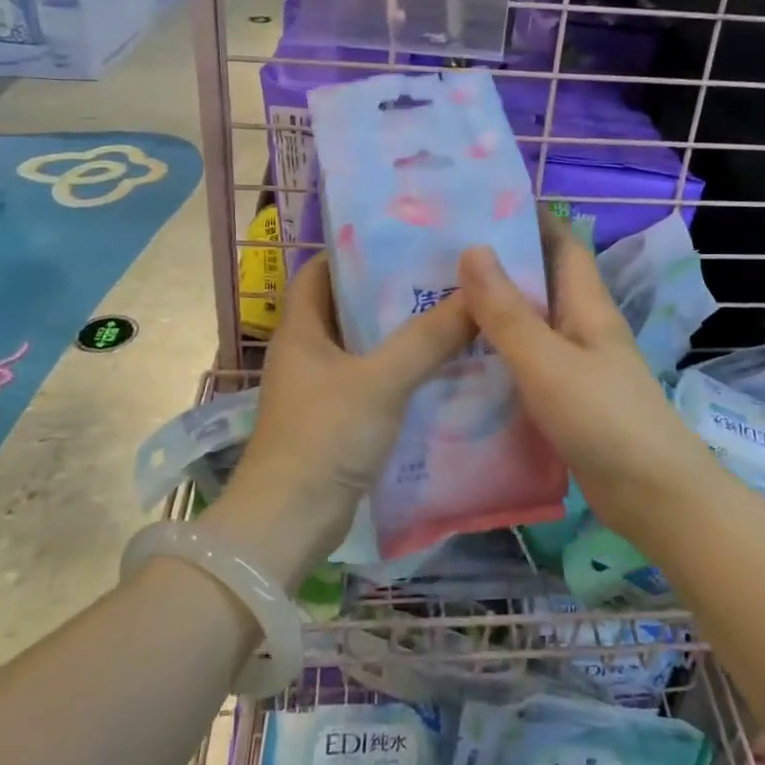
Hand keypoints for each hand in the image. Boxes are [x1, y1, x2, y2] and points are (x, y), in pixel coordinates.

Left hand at [208, 252, 473, 584]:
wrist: (288, 525)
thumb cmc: (324, 437)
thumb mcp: (381, 381)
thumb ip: (428, 339)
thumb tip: (475, 295)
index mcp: (301, 330)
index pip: (320, 271)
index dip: (354, 251)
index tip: (403, 240)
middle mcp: (307, 353)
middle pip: (349, 307)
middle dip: (392, 293)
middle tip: (444, 277)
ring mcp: (321, 390)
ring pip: (366, 348)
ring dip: (403, 336)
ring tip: (453, 317)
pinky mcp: (338, 422)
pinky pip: (375, 384)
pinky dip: (403, 374)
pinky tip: (444, 371)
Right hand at [457, 213, 713, 541]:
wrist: (653, 497)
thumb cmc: (605, 419)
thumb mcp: (548, 362)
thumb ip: (508, 313)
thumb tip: (473, 248)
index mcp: (586, 304)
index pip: (560, 243)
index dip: (528, 217)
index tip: (478, 203)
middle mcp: (581, 326)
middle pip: (539, 281)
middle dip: (497, 263)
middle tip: (436, 254)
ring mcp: (574, 364)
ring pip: (528, 323)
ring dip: (491, 311)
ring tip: (434, 300)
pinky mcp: (563, 398)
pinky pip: (524, 363)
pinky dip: (495, 355)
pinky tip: (458, 362)